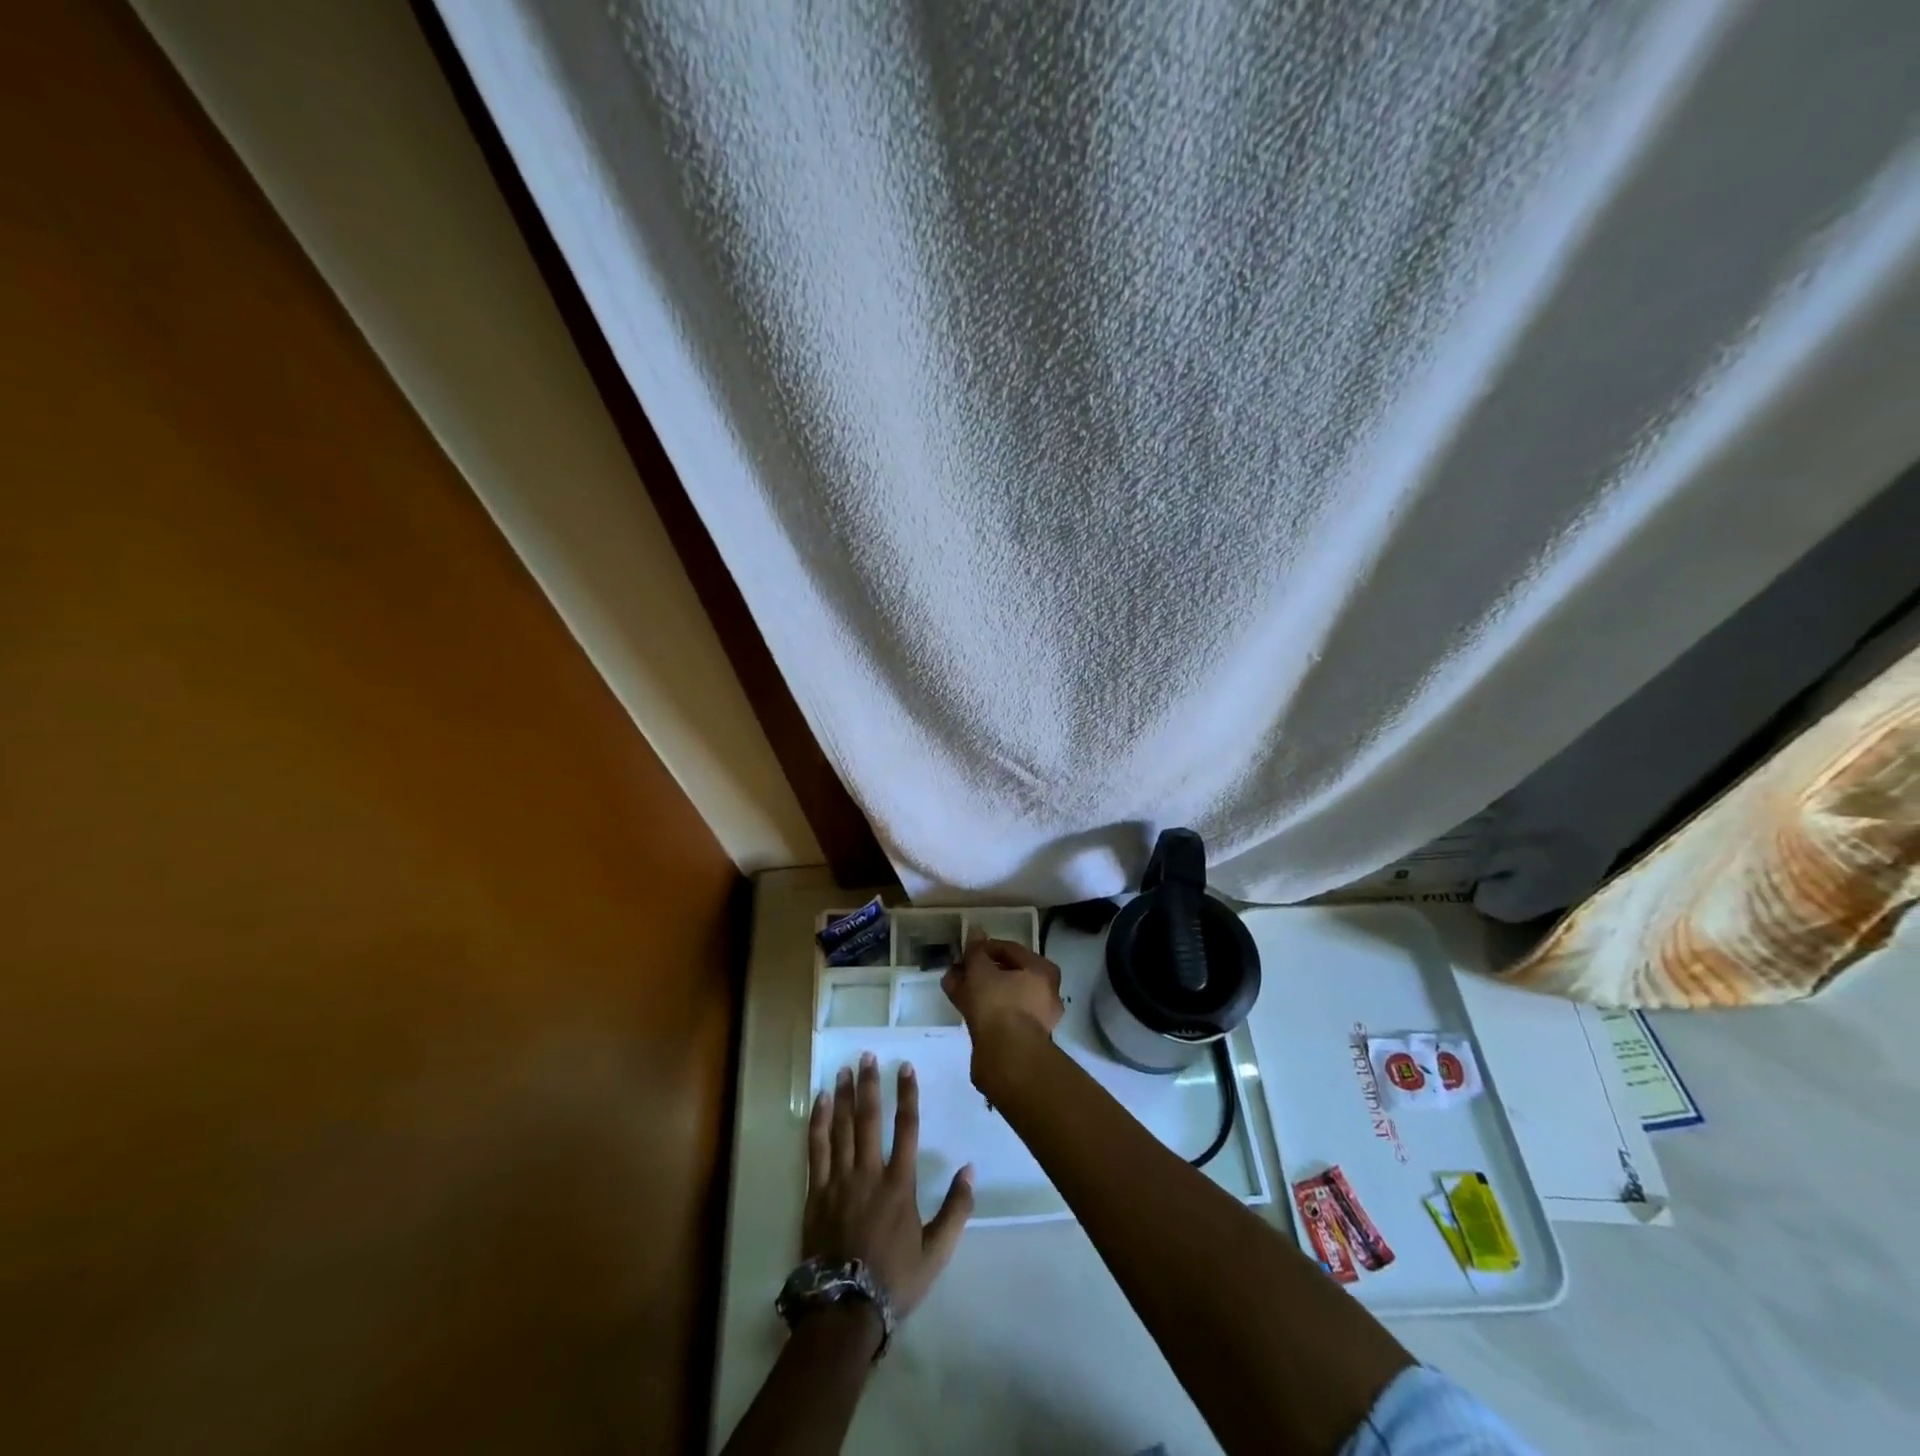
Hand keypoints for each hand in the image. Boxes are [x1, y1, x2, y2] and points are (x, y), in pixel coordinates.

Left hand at [805, 1053, 972, 1327]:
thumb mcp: (937, 1251)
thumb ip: (956, 1209)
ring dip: (843, 1096)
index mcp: (900, 1183)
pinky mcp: (816, 1193)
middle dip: (869, 1084)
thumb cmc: (895, 1279)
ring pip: (841, 1128)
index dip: (907, 1094)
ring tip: (844, 1069)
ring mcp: (839, 1180)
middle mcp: (869, 1173)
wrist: (845, 1309)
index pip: (906, 1127)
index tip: (904, 1067)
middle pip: (869, 1118)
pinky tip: (820, 1102)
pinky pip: (816, 1149)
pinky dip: (818, 1123)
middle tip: (867, 1056)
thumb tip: (970, 1169)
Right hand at [941, 933, 1064, 1046]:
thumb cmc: (999, 1004)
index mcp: (1043, 971)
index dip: (985, 947)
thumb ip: (976, 951)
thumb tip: (975, 931)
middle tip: (957, 967)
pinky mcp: (1019, 1039)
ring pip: (1000, 995)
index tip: (964, 949)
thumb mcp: (981, 970)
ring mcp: (1033, 1018)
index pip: (1011, 949)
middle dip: (979, 970)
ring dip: (976, 988)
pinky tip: (957, 1002)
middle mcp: (1044, 994)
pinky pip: (997, 1014)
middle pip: (1006, 974)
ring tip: (951, 984)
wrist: (1007, 1058)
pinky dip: (979, 1007)